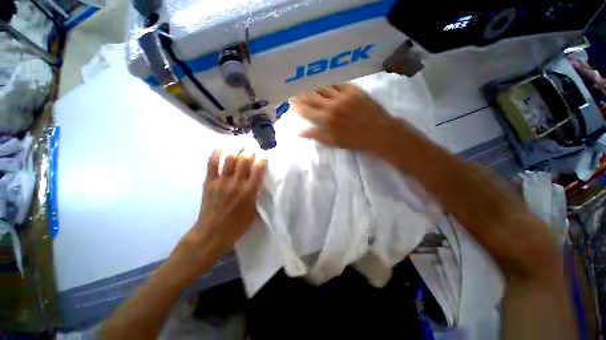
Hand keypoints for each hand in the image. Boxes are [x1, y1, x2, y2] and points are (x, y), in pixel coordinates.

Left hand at [169, 149, 265, 284]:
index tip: (264, 154)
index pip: (258, 169)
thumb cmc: (237, 224)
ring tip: (239, 145)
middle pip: (244, 160)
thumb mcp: (253, 210)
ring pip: (229, 159)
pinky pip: (212, 164)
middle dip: (250, 150)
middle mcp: (237, 183)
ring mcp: (222, 181)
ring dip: (236, 149)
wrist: (212, 232)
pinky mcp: (210, 182)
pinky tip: (221, 147)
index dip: (262, 159)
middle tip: (252, 147)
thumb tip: (258, 182)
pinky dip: (216, 153)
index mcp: (249, 191)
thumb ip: (256, 194)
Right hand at [293, 84, 395, 151]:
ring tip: (305, 84)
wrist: (378, 132)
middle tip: (294, 91)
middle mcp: (331, 105)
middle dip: (301, 94)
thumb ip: (316, 135)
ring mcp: (342, 96)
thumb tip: (300, 132)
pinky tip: (323, 81)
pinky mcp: (353, 90)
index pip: (307, 111)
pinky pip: (337, 83)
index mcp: (326, 120)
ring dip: (312, 86)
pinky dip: (328, 82)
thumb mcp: (333, 142)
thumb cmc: (354, 140)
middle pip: (312, 97)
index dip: (297, 106)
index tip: (291, 103)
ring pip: (323, 87)